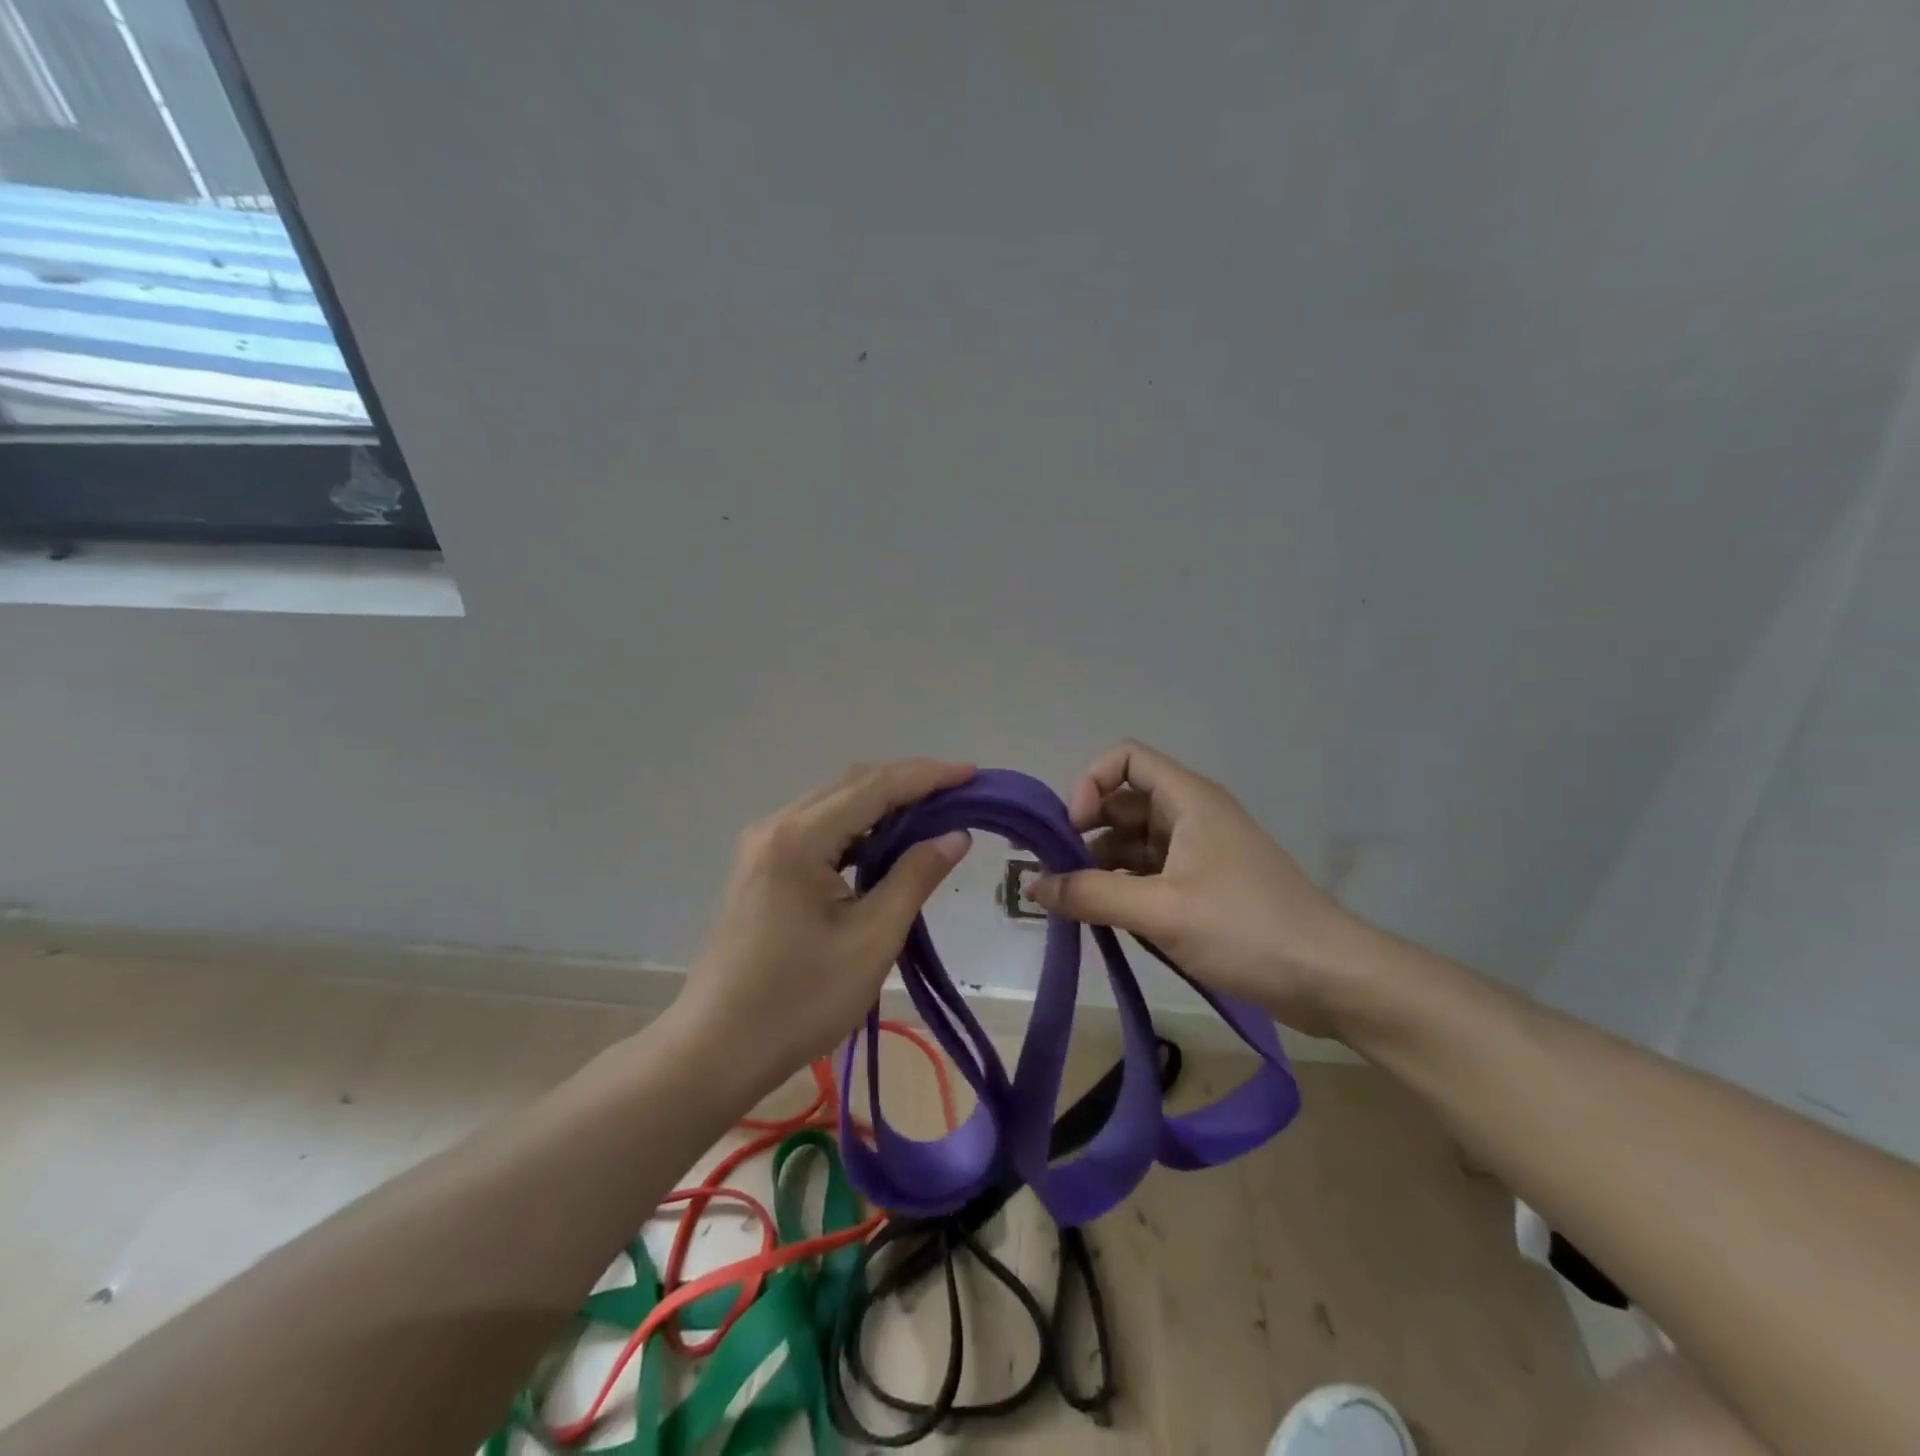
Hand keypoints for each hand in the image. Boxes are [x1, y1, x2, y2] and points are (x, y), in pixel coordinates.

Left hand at [673, 758, 974, 1087]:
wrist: (716, 1049)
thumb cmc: (799, 1000)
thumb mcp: (871, 940)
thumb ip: (915, 877)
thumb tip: (955, 835)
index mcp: (800, 838)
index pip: (875, 786)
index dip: (928, 776)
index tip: (972, 773)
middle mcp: (777, 826)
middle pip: (852, 785)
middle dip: (908, 784)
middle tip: (959, 795)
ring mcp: (763, 846)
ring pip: (834, 805)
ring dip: (883, 805)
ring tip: (933, 816)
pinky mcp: (761, 867)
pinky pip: (818, 830)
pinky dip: (857, 830)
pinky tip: (885, 846)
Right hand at [1026, 740, 1364, 1038]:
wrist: (1330, 978)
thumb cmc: (1246, 929)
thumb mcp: (1161, 911)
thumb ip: (1091, 895)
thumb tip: (1032, 885)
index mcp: (1188, 800)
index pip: (1125, 759)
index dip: (1089, 784)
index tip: (1072, 831)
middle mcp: (1191, 815)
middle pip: (1122, 802)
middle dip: (1083, 830)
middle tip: (1050, 871)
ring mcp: (1199, 852)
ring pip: (1134, 841)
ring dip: (1099, 864)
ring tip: (1071, 902)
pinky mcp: (1204, 887)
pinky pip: (1150, 873)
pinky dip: (1122, 886)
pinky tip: (1103, 917)